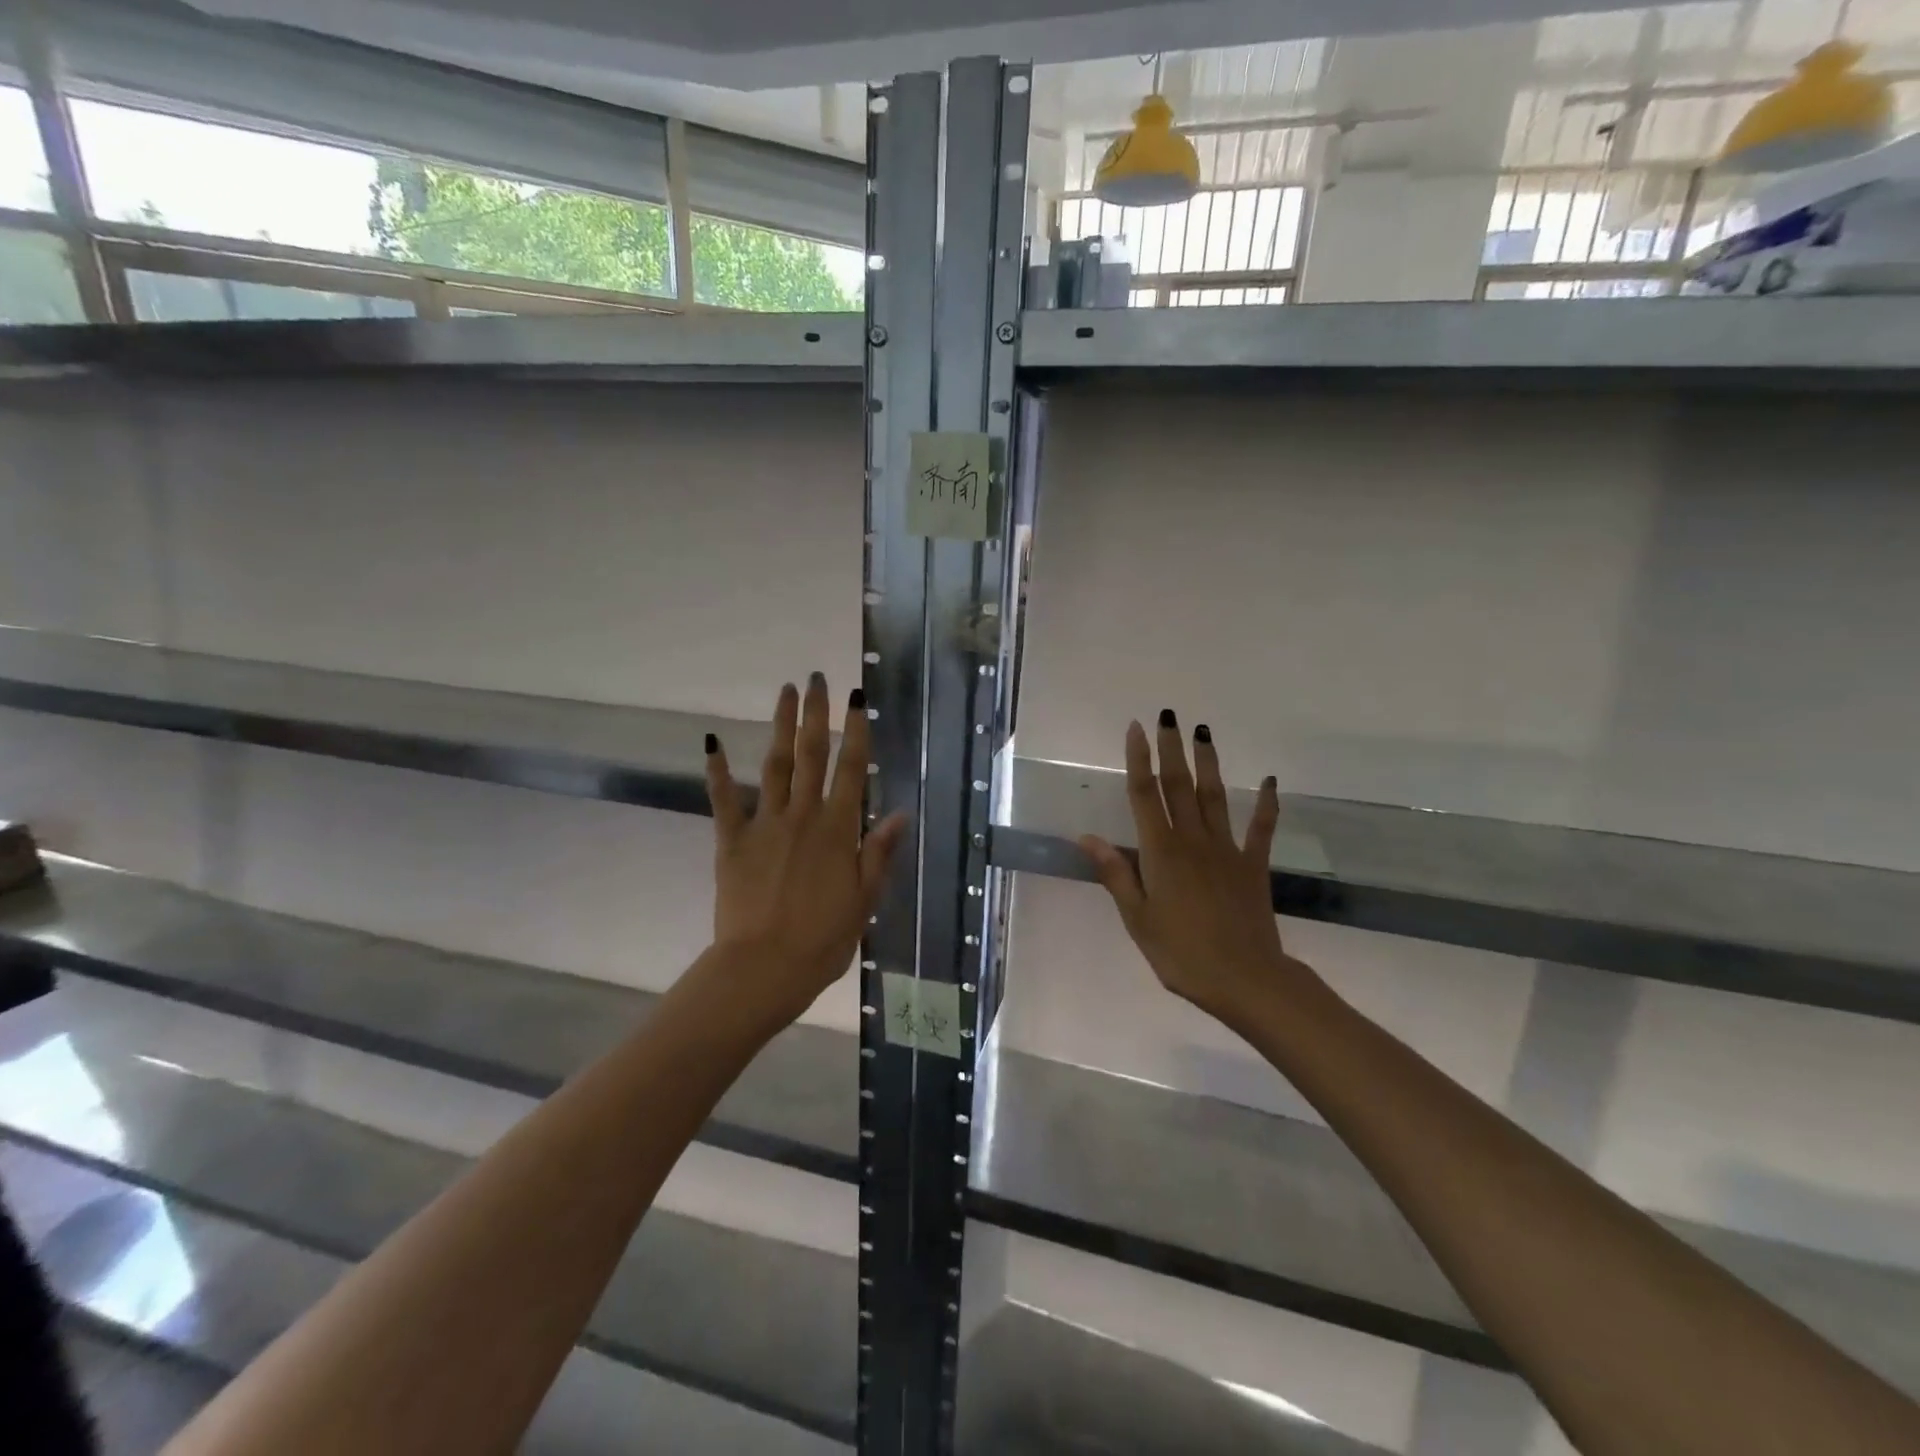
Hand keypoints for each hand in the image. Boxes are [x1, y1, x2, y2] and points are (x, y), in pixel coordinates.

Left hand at [705, 674, 908, 1024]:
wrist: (763, 968)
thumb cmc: (822, 940)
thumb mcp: (863, 900)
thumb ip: (879, 852)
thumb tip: (900, 813)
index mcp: (838, 830)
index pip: (851, 770)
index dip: (856, 731)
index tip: (857, 698)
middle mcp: (803, 816)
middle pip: (811, 754)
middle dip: (815, 713)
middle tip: (816, 678)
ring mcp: (765, 824)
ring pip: (775, 764)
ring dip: (780, 726)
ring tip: (783, 692)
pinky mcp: (732, 840)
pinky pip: (724, 800)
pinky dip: (717, 771)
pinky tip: (711, 742)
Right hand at [1080, 710, 1313, 1020]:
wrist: (1245, 979)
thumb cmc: (1180, 952)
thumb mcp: (1137, 918)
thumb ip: (1115, 873)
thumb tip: (1086, 837)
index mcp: (1160, 852)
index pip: (1144, 795)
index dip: (1138, 759)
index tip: (1136, 728)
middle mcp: (1192, 840)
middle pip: (1178, 786)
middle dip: (1171, 749)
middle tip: (1169, 715)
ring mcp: (1227, 850)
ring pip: (1214, 797)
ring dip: (1208, 762)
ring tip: (1204, 731)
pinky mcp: (1253, 865)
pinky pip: (1261, 828)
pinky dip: (1267, 804)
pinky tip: (1270, 781)